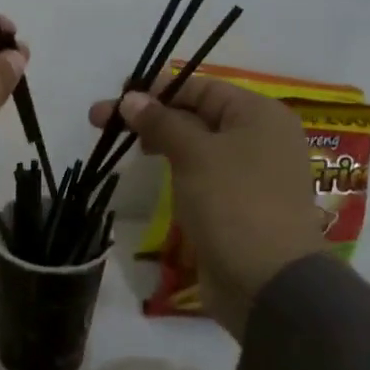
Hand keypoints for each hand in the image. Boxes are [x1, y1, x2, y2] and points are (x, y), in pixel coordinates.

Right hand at [89, 78, 327, 337]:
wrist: (267, 282)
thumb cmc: (233, 203)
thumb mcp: (194, 154)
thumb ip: (161, 121)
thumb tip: (131, 98)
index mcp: (259, 115)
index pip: (201, 87)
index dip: (157, 89)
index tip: (116, 95)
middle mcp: (259, 138)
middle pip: (196, 115)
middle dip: (150, 116)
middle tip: (101, 123)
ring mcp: (249, 173)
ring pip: (196, 146)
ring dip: (159, 142)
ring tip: (120, 147)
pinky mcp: (236, 204)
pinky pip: (200, 174)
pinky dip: (174, 169)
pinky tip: (148, 172)